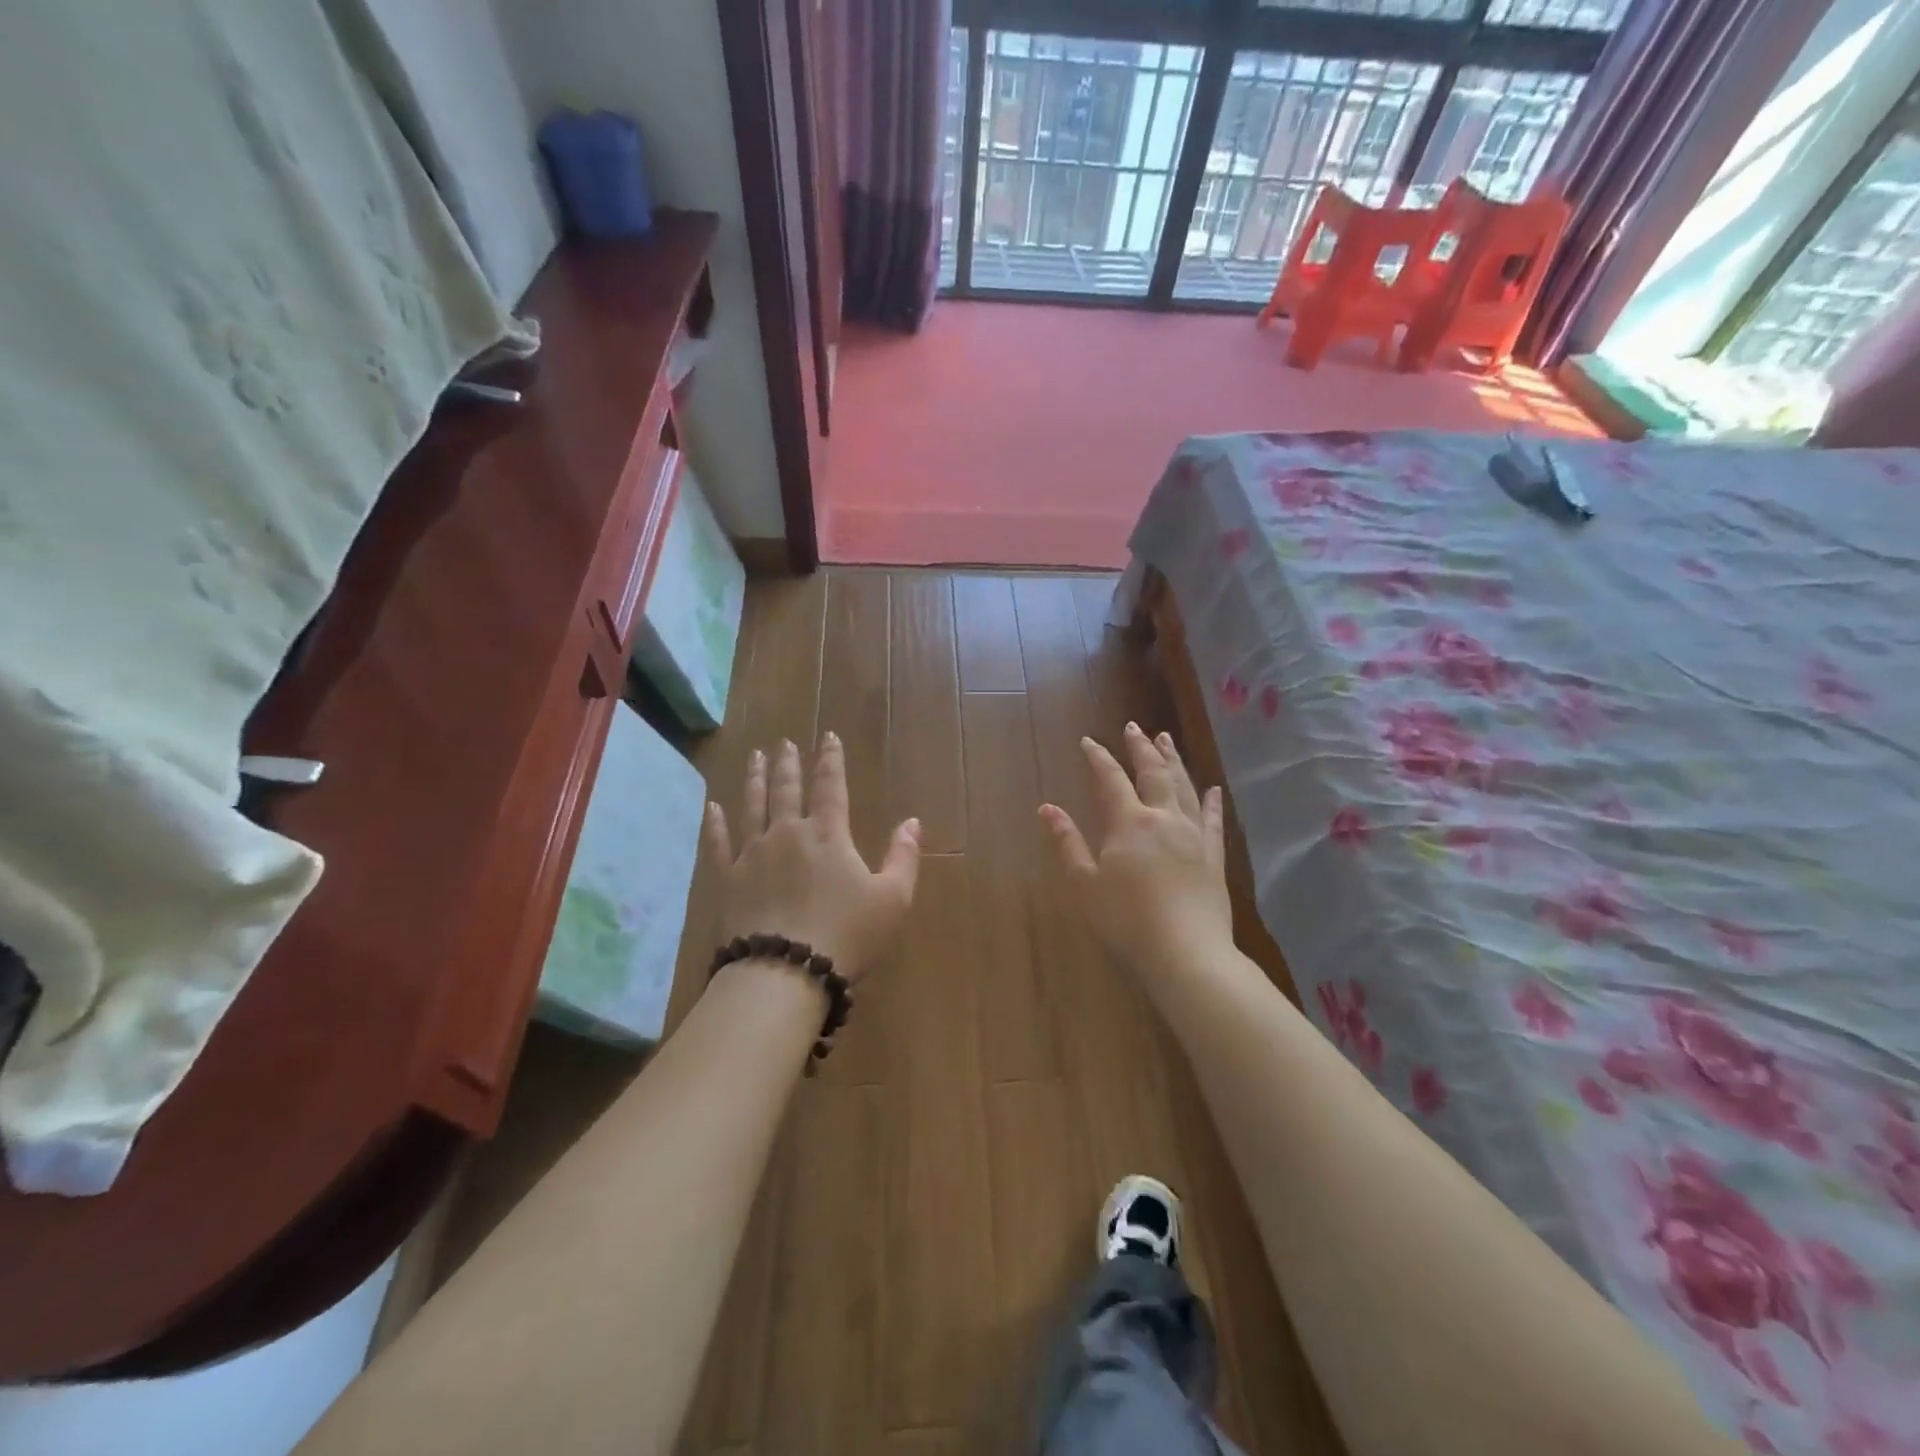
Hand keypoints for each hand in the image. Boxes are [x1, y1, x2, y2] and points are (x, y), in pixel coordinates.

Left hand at [705, 734, 920, 984]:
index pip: (831, 786)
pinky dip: (714, 823)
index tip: (827, 737)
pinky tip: (711, 807)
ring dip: (755, 780)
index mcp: (828, 834)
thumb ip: (903, 857)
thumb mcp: (892, 899)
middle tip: (784, 743)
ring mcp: (752, 854)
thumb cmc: (846, 935)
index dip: (831, 760)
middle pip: (786, 789)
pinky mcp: (727, 880)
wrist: (784, 973)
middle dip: (788, 764)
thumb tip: (913, 821)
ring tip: (755, 757)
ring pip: (752, 806)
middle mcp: (787, 833)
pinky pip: (718, 843)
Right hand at [1039, 722, 1232, 976]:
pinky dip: (1211, 801)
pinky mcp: (1214, 857)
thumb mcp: (1085, 884)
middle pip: (1153, 773)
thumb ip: (1067, 843)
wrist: (1186, 954)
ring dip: (1173, 761)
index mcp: (1129, 822)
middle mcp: (1164, 818)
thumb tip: (1047, 808)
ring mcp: (1193, 836)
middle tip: (1134, 727)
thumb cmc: (1126, 921)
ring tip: (1166, 740)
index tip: (1088, 740)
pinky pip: (1213, 820)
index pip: (1110, 779)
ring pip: (1184, 787)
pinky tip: (1213, 789)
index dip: (1098, 757)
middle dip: (1141, 747)